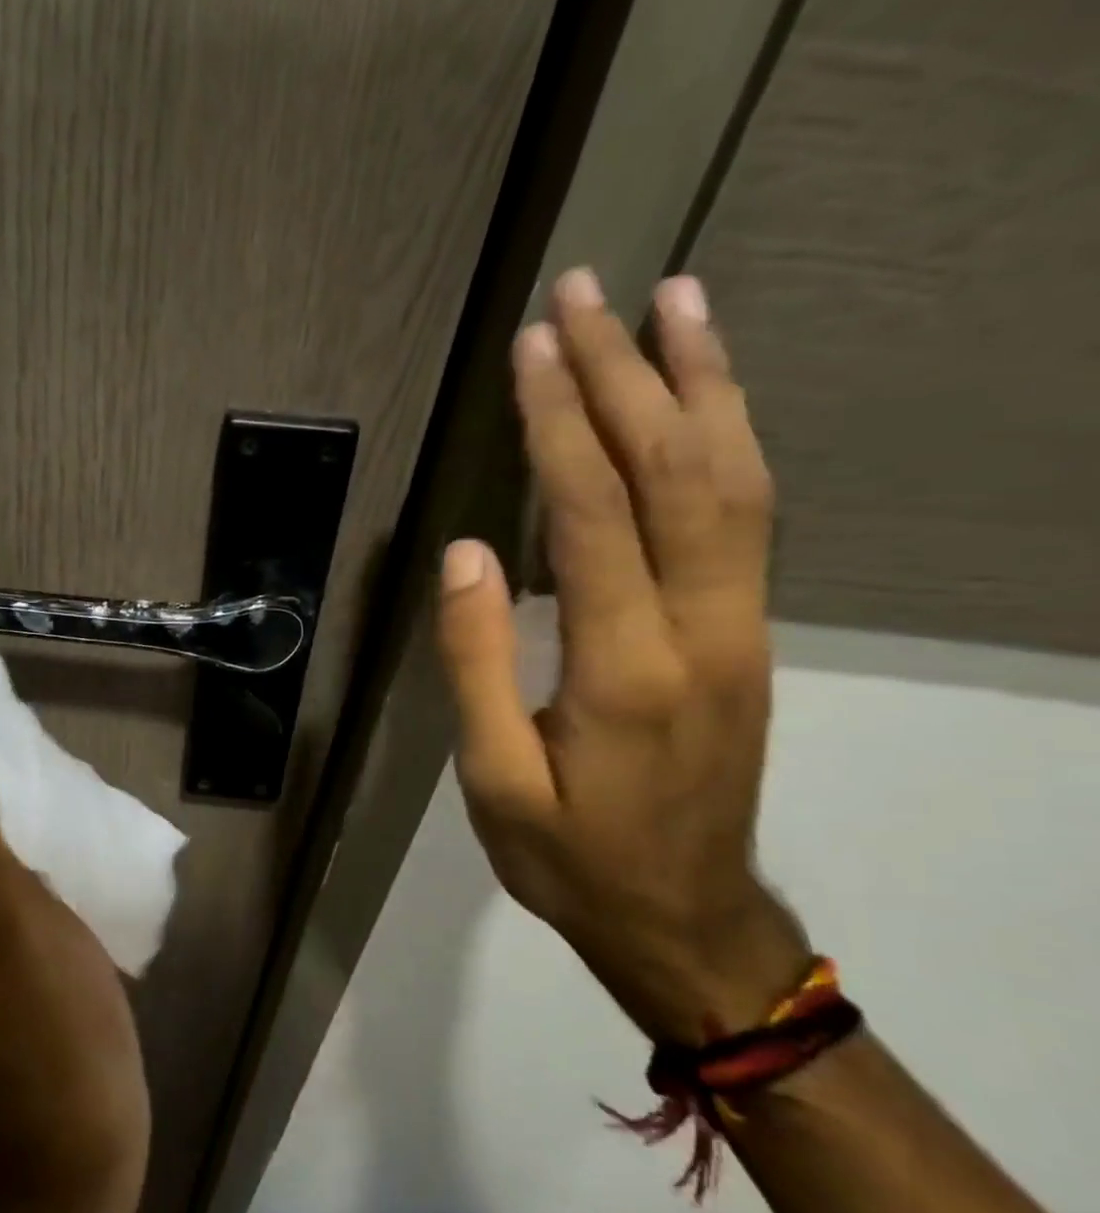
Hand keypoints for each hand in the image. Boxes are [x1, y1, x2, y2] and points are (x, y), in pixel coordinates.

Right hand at [438, 269, 809, 1044]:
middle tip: (587, 292)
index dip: (560, 424)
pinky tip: (703, 402)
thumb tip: (465, 556)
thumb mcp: (495, 781)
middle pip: (676, 472)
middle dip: (627, 373)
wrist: (684, 919)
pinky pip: (747, 518)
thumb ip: (479, 664)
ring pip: (736, 480)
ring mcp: (741, 627)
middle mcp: (703, 628)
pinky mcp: (748, 634)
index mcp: (626, 667)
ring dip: (701, 384)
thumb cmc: (571, 858)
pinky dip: (728, 440)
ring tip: (673, 302)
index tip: (532, 348)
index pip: (594, 514)